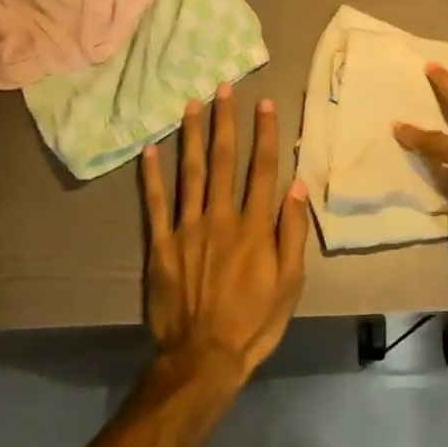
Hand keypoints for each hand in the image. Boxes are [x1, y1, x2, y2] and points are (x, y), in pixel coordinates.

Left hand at [142, 84, 310, 386]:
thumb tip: (298, 187)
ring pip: (190, 172)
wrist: (203, 358)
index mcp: (254, 226)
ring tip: (192, 104)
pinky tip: (150, 149)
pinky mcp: (161, 245)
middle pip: (224, 160)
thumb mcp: (290, 283)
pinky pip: (155, 204)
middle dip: (225, 121)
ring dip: (191, 136)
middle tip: (224, 88)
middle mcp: (221, 217)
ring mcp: (187, 229)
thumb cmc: (254, 322)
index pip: (262, 169)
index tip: (265, 104)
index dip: (265, 134)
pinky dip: (152, 176)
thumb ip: (292, 232)